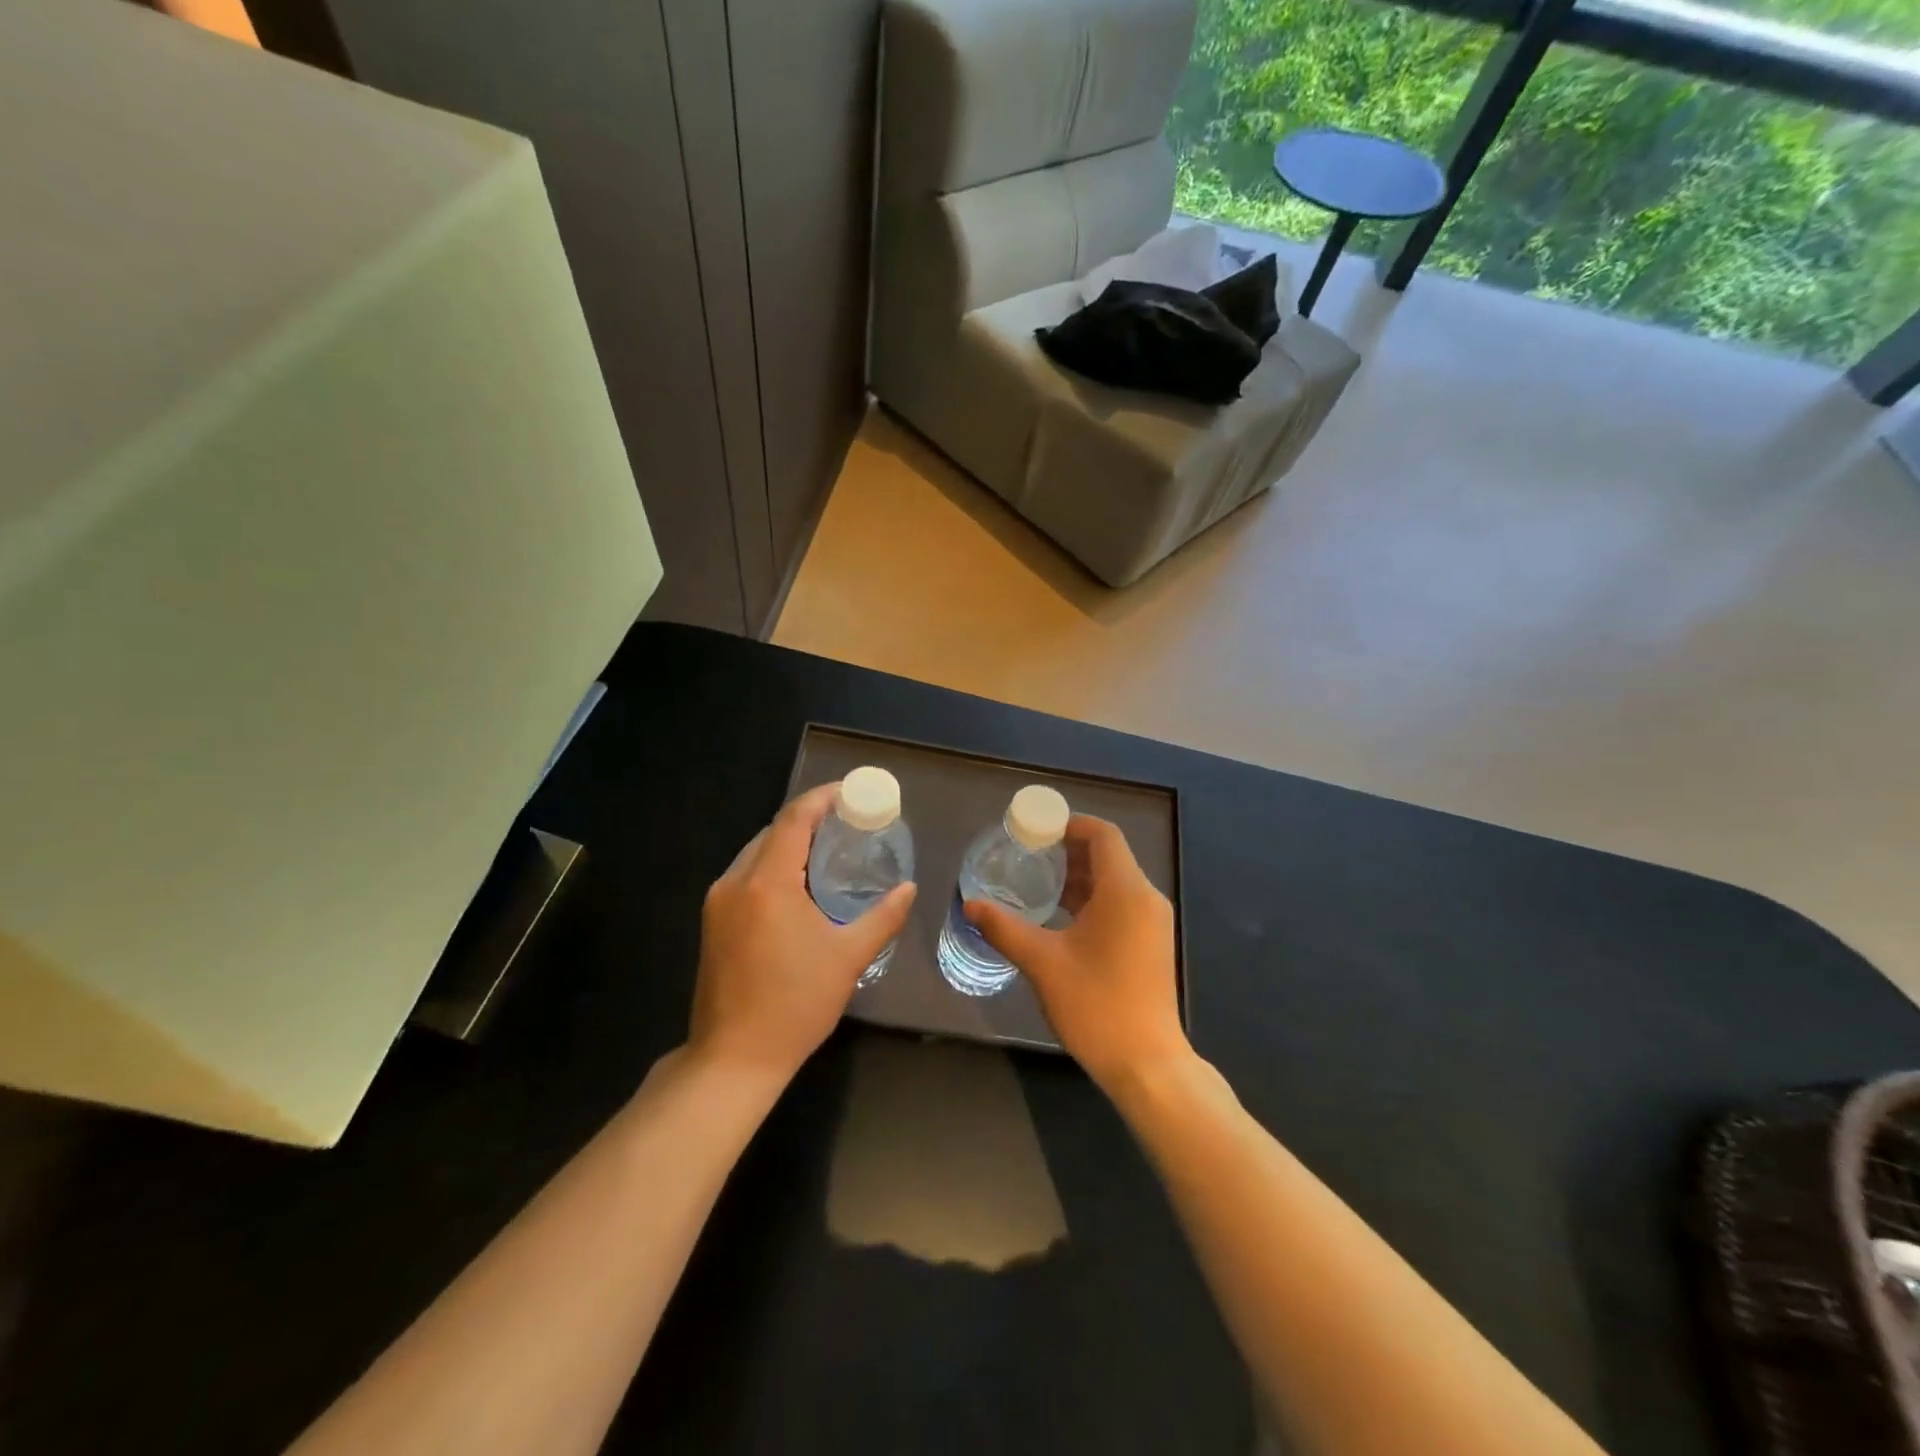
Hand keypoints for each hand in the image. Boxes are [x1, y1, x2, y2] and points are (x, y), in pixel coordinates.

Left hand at [688, 782, 915, 1086]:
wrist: (733, 1059)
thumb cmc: (795, 1005)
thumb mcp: (848, 958)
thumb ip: (883, 917)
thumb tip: (909, 889)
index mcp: (767, 883)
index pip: (794, 819)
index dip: (822, 798)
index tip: (850, 792)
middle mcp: (735, 882)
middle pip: (773, 831)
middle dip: (809, 819)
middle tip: (848, 823)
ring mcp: (718, 902)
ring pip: (756, 853)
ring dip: (790, 843)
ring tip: (828, 849)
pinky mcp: (712, 922)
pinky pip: (746, 875)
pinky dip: (774, 866)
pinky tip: (799, 884)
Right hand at [965, 815, 1190, 1093]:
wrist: (1147, 1064)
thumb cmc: (1096, 1005)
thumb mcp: (1043, 963)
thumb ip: (1005, 928)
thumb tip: (969, 905)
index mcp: (1125, 891)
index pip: (1103, 835)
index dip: (1070, 824)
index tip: (1036, 830)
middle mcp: (1145, 898)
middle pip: (1109, 856)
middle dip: (1069, 851)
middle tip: (1027, 855)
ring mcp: (1152, 922)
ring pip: (1115, 881)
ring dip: (1079, 877)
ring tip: (1037, 882)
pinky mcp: (1151, 943)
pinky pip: (1122, 904)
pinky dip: (1093, 899)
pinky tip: (1061, 916)